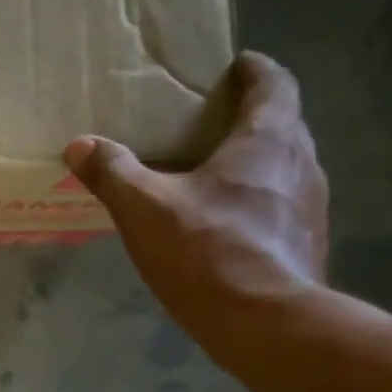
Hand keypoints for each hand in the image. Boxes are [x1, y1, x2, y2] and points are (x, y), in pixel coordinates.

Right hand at [65, 53, 329, 350]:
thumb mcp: (145, 208)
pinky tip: (226, 225)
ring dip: (256, 162)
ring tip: (213, 174)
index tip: (234, 67)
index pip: (274, 83)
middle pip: (282, 124)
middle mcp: (302, 162)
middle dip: (250, 117)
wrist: (266, 323)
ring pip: (284, 167)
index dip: (254, 70)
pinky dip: (258, 201)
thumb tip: (80, 145)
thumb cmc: (208, 250)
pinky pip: (282, 206)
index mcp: (268, 139)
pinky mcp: (308, 242)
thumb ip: (112, 173)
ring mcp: (312, 205)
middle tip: (209, 123)